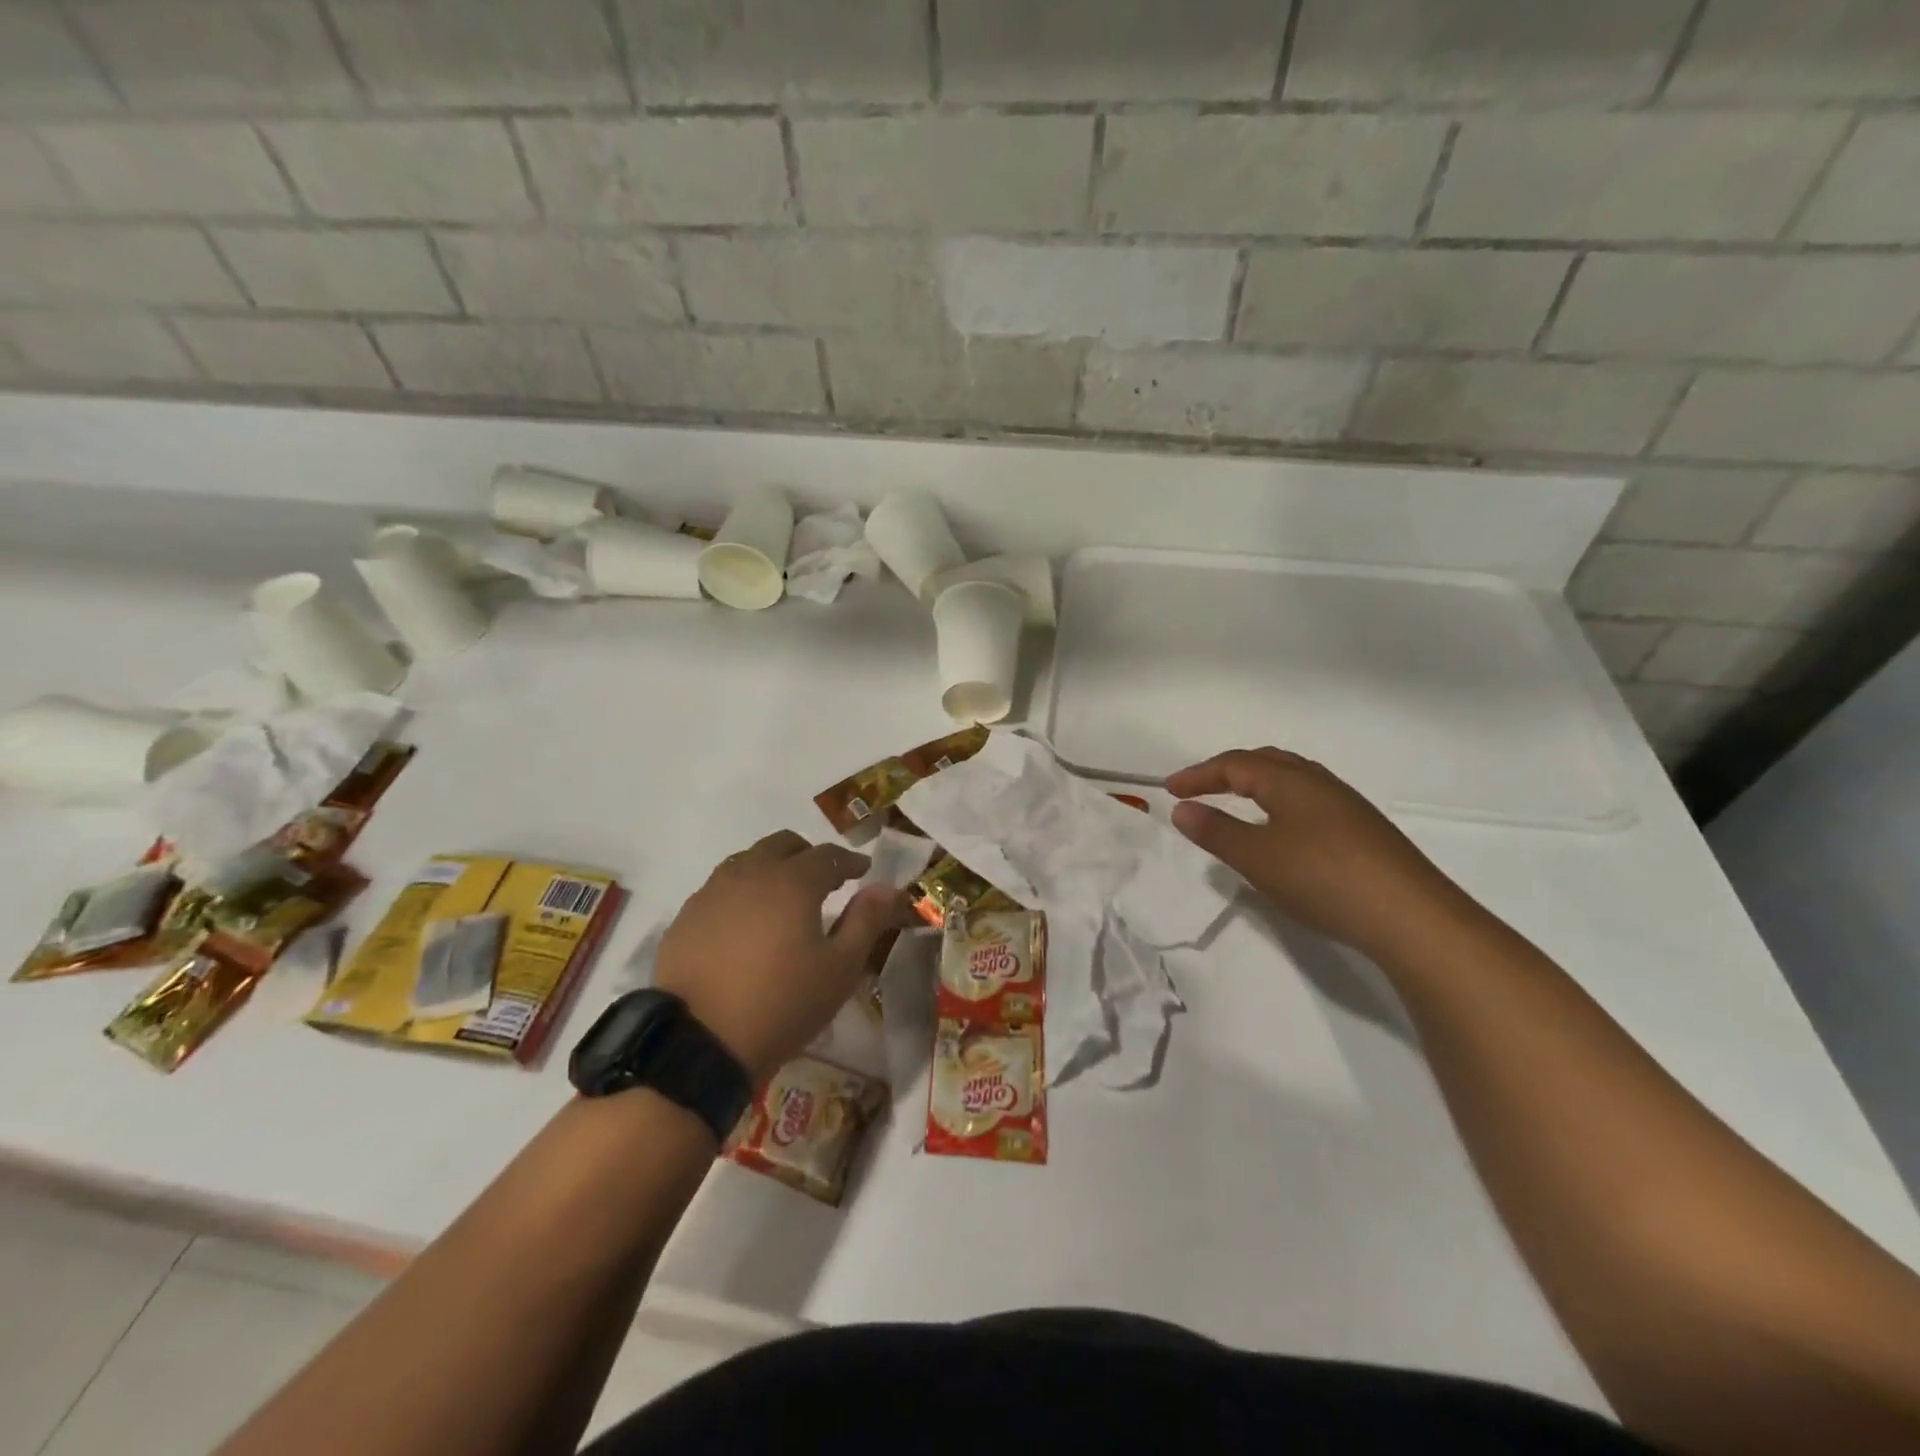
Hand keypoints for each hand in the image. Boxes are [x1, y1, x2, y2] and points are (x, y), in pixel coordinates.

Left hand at [653, 830, 911, 1083]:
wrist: (697, 1042)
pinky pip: (721, 887)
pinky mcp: (685, 917)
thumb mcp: (840, 968)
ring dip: (772, 868)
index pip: (828, 856)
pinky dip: (742, 891)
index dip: (849, 861)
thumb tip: (888, 888)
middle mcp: (750, 873)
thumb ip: (866, 921)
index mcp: (792, 881)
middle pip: (783, 845)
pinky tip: (746, 921)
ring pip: (748, 860)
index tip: (863, 871)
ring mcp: (712, 892)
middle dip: (809, 855)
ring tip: (783, 897)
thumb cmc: (782, 1004)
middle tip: (824, 880)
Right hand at [1166, 747, 1464, 962]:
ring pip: (1292, 780)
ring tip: (1236, 803)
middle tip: (1200, 789)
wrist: (1410, 916)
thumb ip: (1216, 832)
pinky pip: (1308, 800)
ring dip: (1257, 784)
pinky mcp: (1363, 830)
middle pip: (1266, 762)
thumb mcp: (1257, 858)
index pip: (1234, 764)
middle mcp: (1319, 783)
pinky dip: (1280, 803)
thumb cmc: (1322, 878)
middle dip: (1227, 772)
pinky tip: (1282, 831)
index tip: (1170, 790)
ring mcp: (1346, 806)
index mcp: (1290, 781)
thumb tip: (1182, 809)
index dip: (1199, 775)